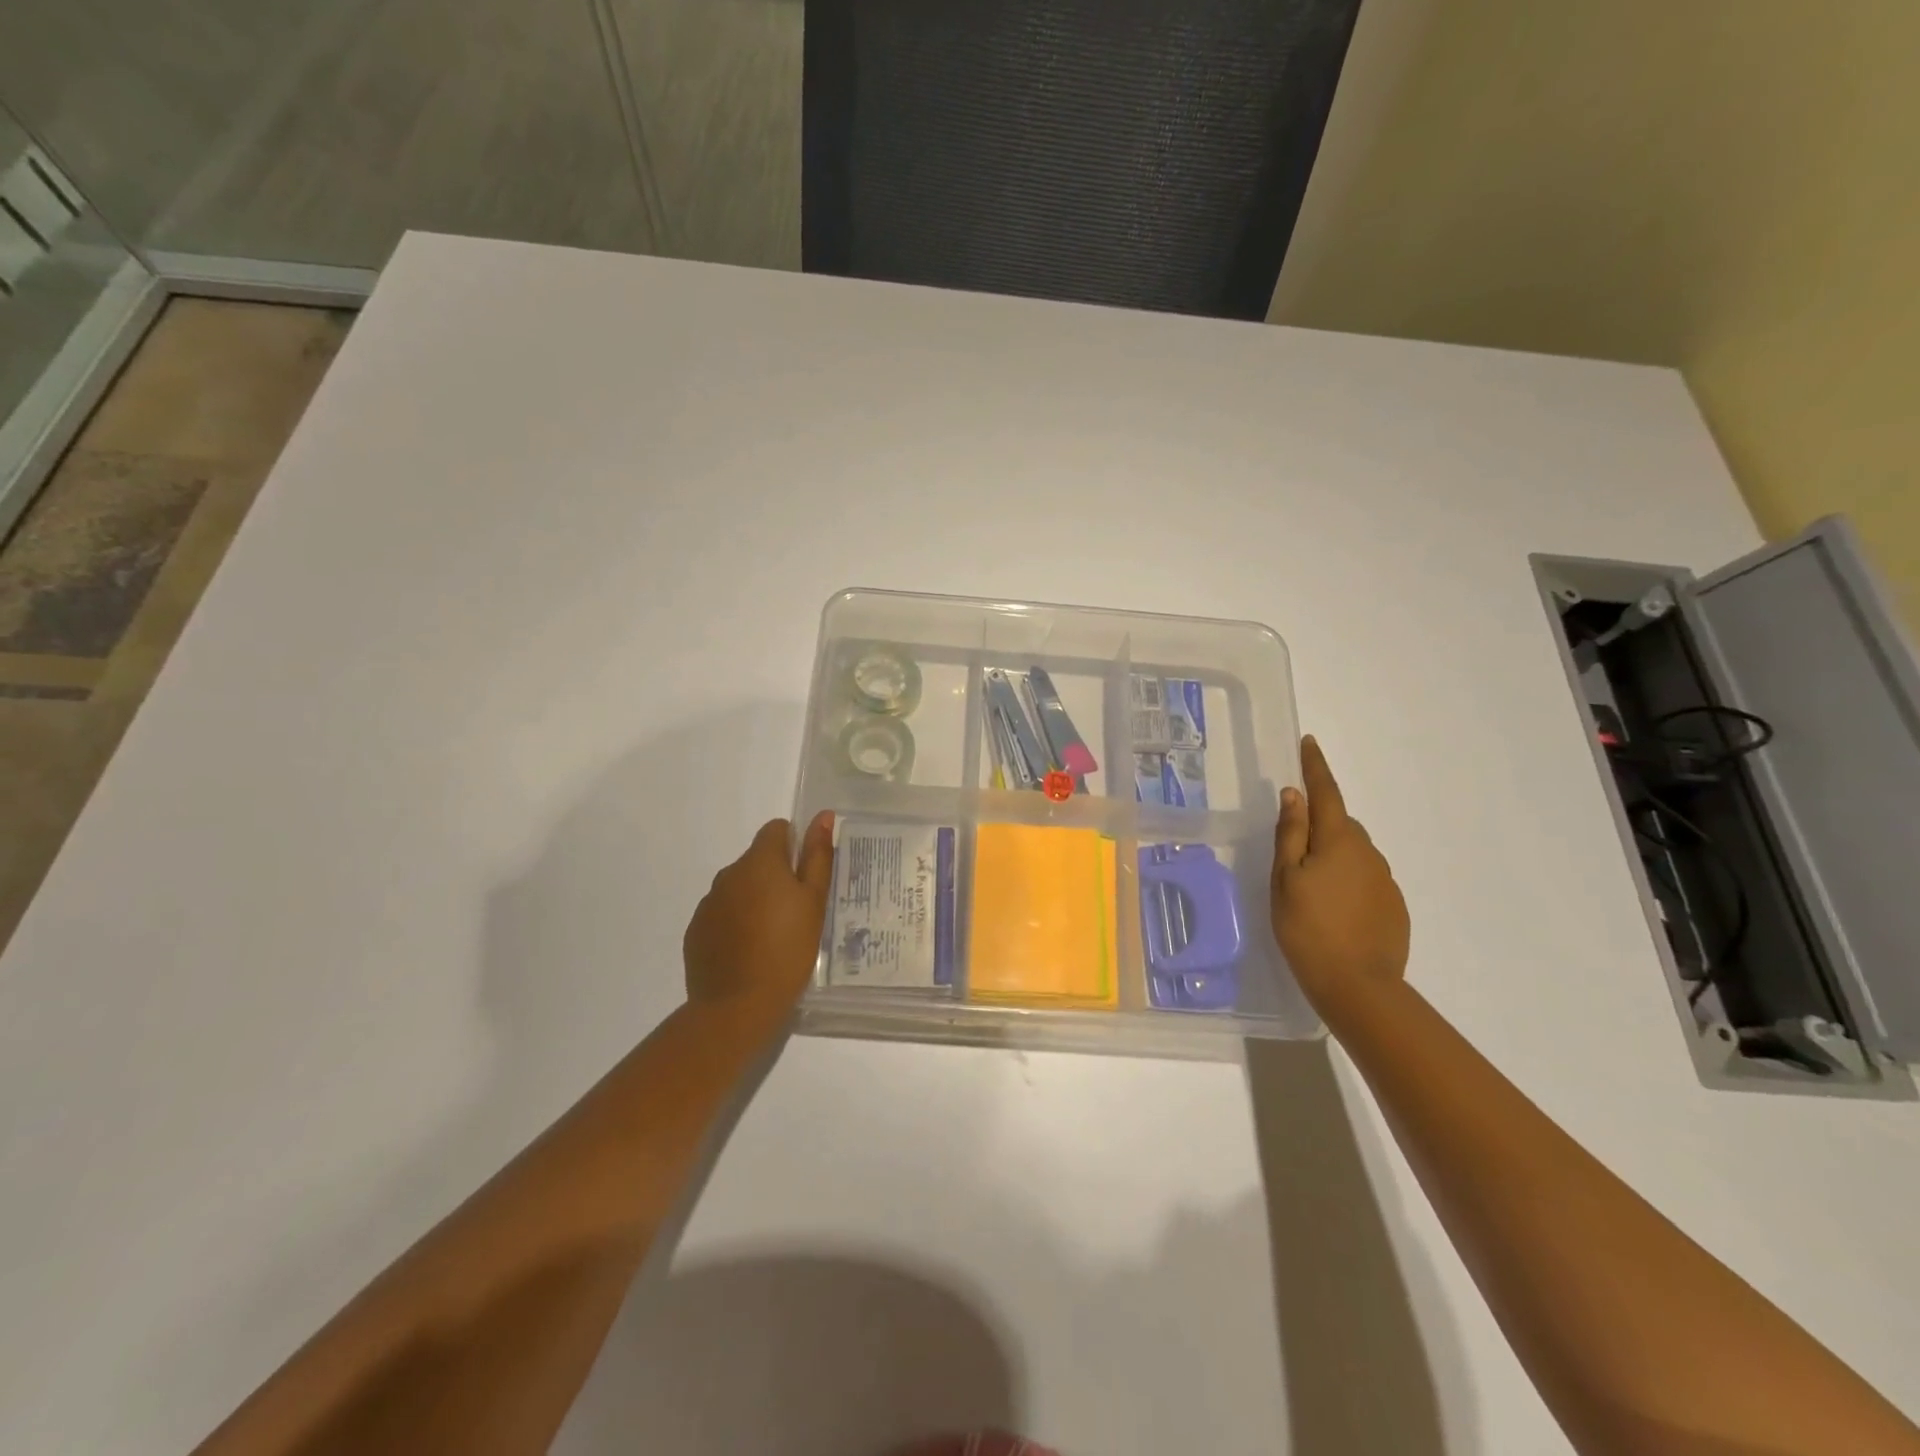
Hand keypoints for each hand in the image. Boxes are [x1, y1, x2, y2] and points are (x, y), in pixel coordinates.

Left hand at [684, 812, 834, 1011]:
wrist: (737, 1005)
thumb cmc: (788, 949)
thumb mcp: (814, 901)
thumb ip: (818, 856)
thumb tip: (822, 816)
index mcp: (759, 862)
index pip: (775, 830)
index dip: (794, 845)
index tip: (805, 876)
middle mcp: (728, 874)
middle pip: (756, 860)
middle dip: (775, 876)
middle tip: (797, 912)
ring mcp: (708, 903)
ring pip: (738, 888)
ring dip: (755, 900)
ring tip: (773, 937)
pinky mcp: (696, 931)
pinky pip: (721, 914)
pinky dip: (736, 923)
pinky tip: (750, 951)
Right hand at [1271, 737, 1410, 1016]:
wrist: (1358, 987)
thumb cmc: (1308, 929)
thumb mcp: (1285, 879)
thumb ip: (1290, 834)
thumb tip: (1293, 794)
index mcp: (1338, 841)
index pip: (1325, 793)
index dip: (1315, 767)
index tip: (1310, 743)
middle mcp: (1368, 853)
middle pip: (1340, 824)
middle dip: (1318, 823)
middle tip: (1292, 848)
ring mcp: (1385, 881)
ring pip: (1353, 852)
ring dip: (1332, 855)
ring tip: (1309, 887)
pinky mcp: (1393, 906)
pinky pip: (1365, 879)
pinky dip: (1347, 881)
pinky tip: (1332, 909)